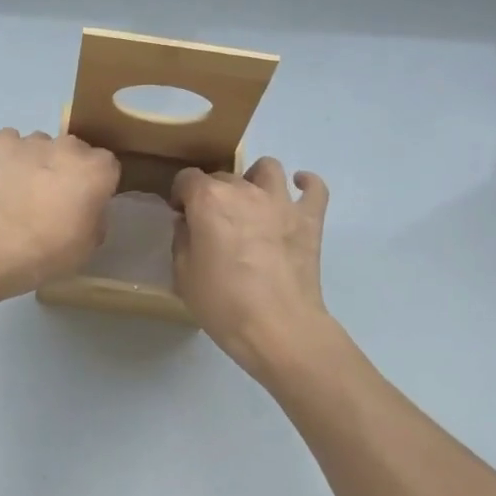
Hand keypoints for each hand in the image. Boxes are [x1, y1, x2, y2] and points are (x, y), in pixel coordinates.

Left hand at [0, 129, 119, 298]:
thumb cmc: (50, 251)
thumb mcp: (88, 245)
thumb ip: (94, 218)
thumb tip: (87, 210)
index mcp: (98, 170)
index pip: (107, 167)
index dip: (96, 184)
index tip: (85, 203)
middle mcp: (69, 147)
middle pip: (74, 151)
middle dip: (67, 168)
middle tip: (53, 198)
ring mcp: (33, 141)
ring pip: (41, 145)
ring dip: (37, 161)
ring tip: (21, 191)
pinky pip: (9, 142)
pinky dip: (7, 156)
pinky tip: (0, 178)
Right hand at [172, 157, 330, 374]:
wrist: (278, 327)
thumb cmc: (223, 303)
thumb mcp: (183, 274)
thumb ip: (182, 240)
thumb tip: (188, 223)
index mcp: (209, 200)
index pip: (187, 178)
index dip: (180, 195)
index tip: (181, 215)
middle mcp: (244, 190)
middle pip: (224, 176)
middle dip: (213, 192)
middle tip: (212, 221)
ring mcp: (281, 202)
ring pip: (268, 168)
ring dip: (256, 178)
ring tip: (252, 200)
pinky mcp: (309, 219)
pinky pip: (314, 188)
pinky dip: (306, 184)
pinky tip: (298, 190)